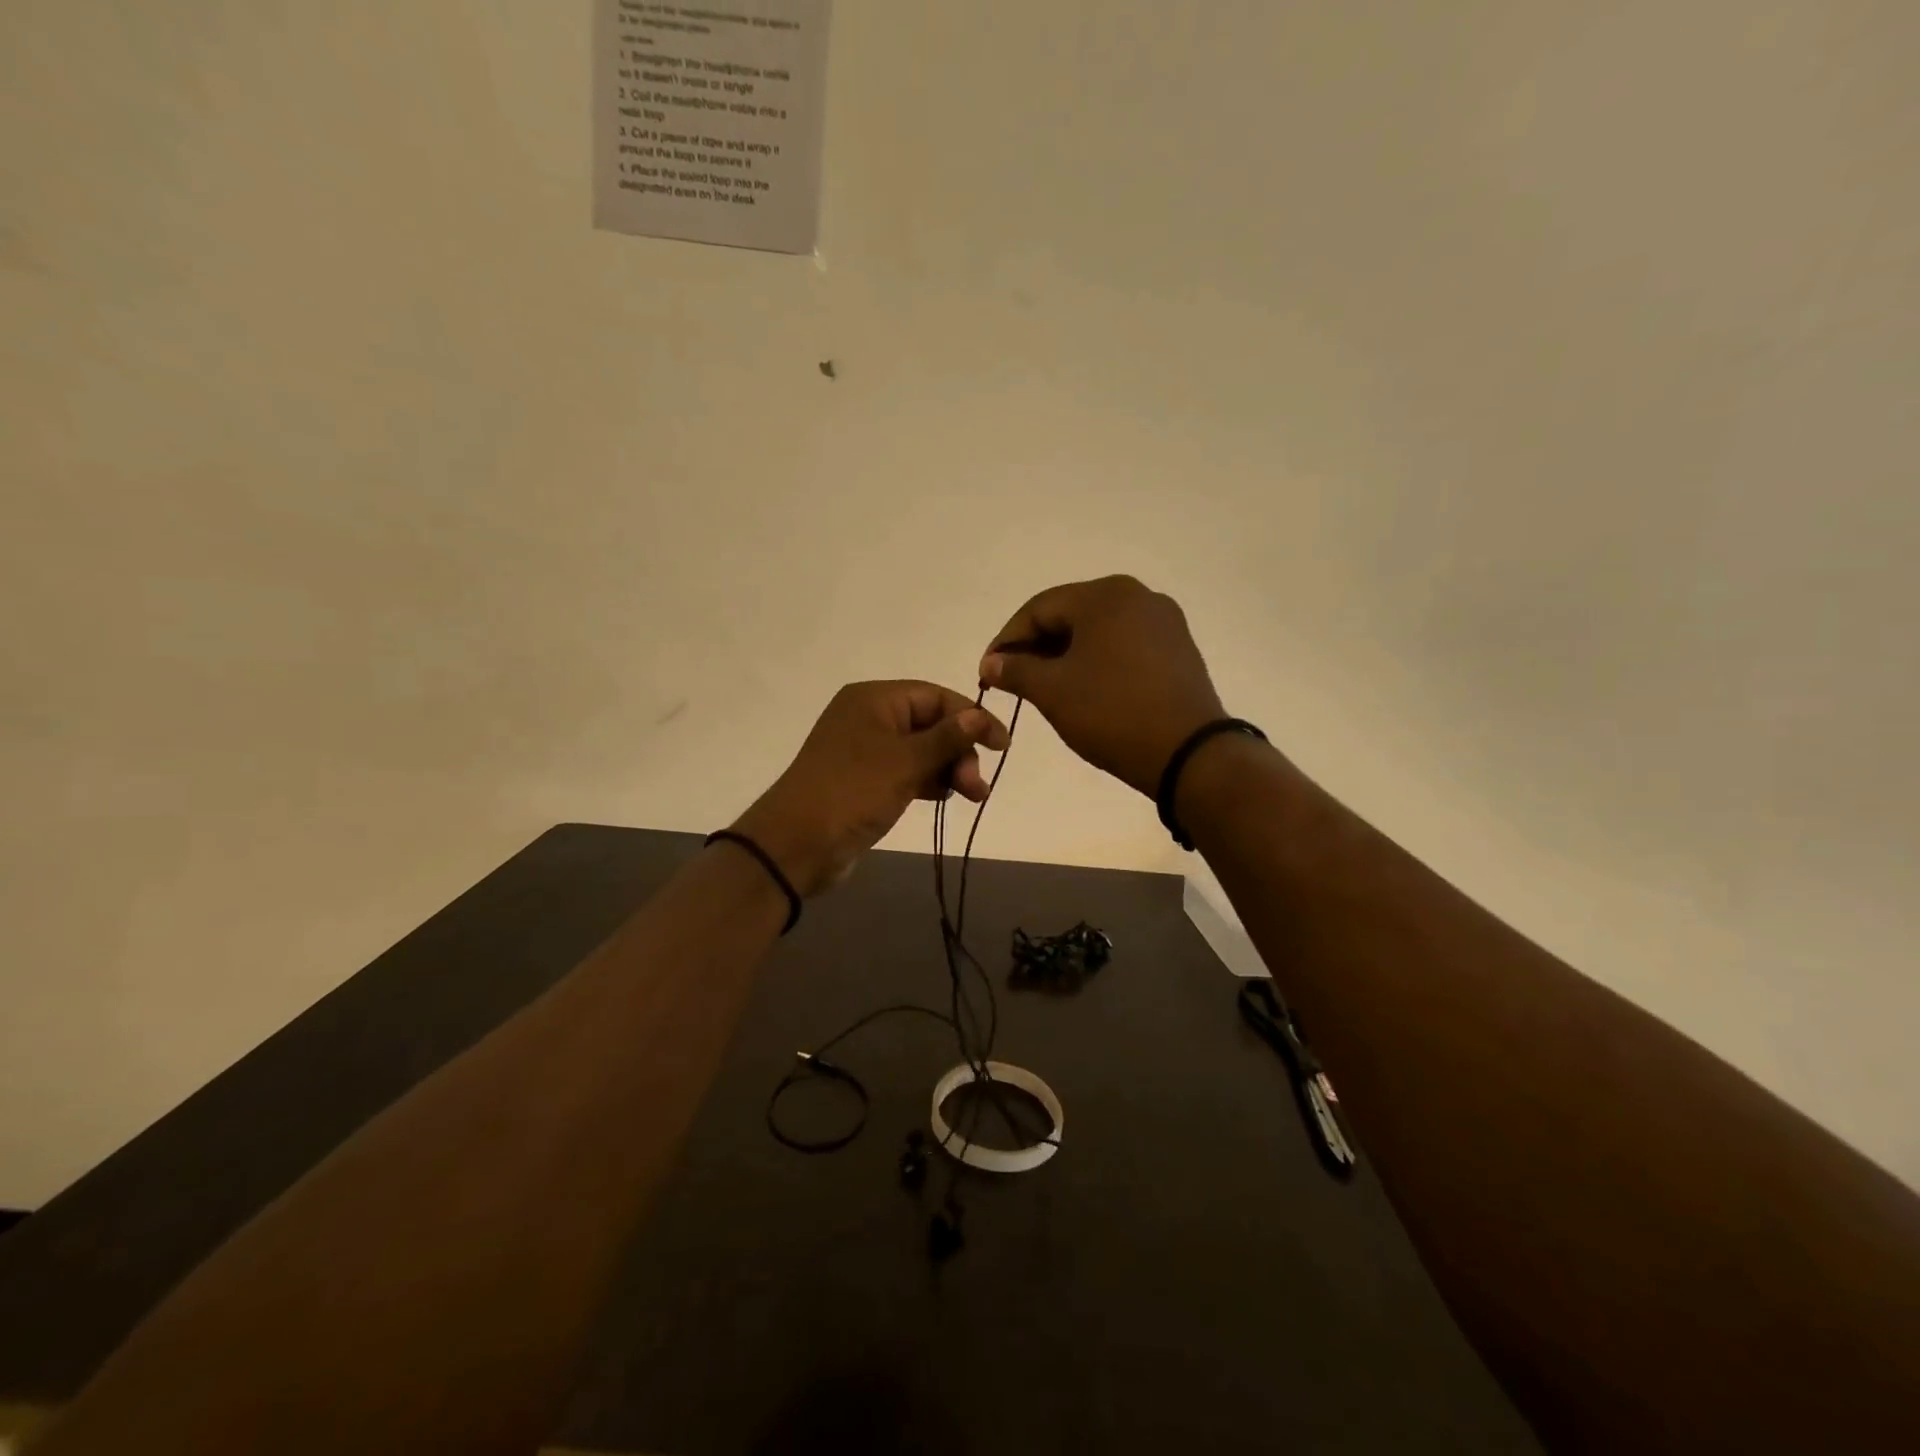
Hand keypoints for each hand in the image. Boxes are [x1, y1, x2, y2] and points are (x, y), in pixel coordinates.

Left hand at [732, 681, 1010, 897]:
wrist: (796, 845)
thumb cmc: (853, 792)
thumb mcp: (905, 762)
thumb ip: (947, 738)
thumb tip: (979, 714)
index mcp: (874, 699)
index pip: (935, 696)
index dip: (972, 717)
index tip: (1002, 746)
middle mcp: (869, 718)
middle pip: (930, 723)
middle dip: (959, 751)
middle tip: (976, 786)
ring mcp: (866, 751)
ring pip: (921, 751)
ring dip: (949, 769)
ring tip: (972, 796)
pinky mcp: (865, 781)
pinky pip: (907, 772)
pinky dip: (929, 781)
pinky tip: (946, 797)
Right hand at [980, 575, 1224, 797]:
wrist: (1189, 754)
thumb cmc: (1112, 713)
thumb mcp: (1053, 691)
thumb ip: (1016, 670)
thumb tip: (991, 662)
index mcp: (1105, 595)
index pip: (1038, 609)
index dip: (1007, 639)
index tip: (987, 671)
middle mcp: (1138, 596)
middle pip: (1070, 615)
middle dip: (1037, 647)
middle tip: (1014, 681)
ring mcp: (1164, 621)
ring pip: (1098, 631)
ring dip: (1066, 656)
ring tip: (1045, 688)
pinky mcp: (1179, 649)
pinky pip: (1124, 645)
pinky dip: (1097, 662)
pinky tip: (1086, 689)